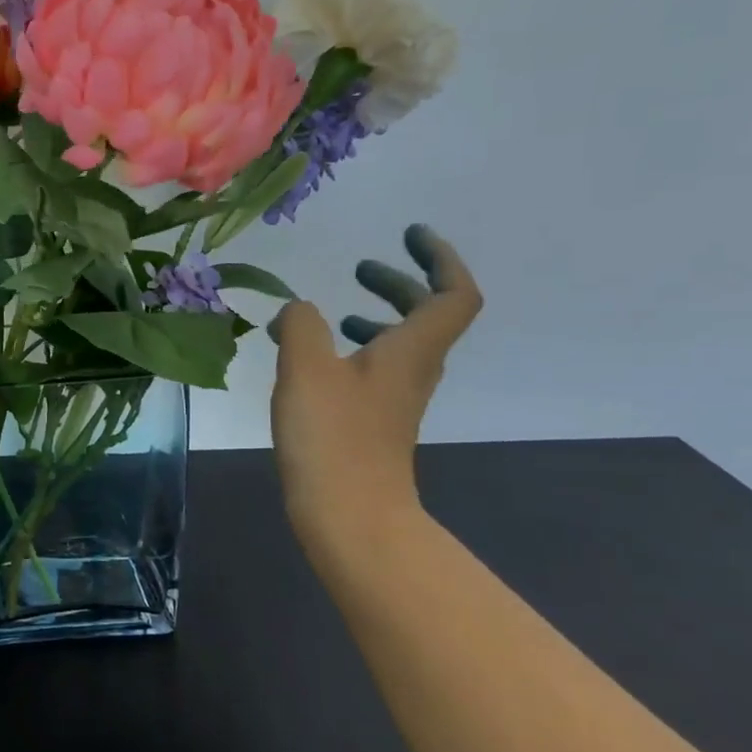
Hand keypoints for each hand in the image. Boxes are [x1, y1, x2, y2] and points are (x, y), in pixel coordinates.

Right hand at [269, 225, 482, 553]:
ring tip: (334, 311)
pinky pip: (374, 369)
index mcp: (411, 350)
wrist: (349, 515)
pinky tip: (311, 360)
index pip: (453, 294)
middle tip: (361, 267)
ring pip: (399, 344)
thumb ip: (302, 325)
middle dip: (399, 284)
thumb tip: (298, 309)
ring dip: (375, 317)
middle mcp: (414, 370)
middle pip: (427, 316)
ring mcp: (396, 400)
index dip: (440, 258)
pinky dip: (352, 350)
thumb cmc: (332, 436)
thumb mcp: (306, 368)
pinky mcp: (374, 422)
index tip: (409, 235)